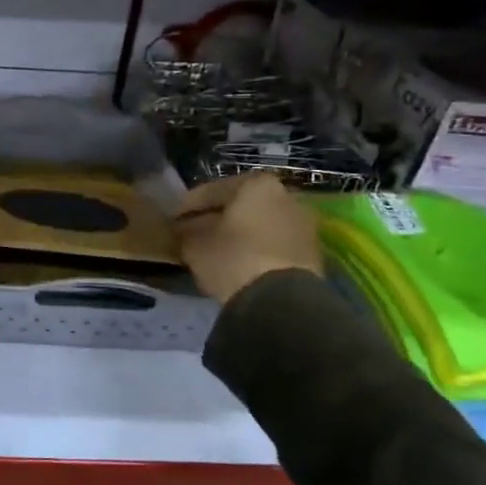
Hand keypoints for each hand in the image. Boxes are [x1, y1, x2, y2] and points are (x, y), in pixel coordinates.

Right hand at [173, 173, 321, 305]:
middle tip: (193, 233)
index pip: (212, 190)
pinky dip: (255, 250)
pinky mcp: (312, 253)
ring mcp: (303, 225)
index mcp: (257, 184)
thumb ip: (187, 230)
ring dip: (238, 235)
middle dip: (217, 218)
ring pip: (259, 225)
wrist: (282, 301)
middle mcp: (286, 196)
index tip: (173, 220)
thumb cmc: (233, 258)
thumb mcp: (195, 243)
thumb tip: (184, 228)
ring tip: (215, 252)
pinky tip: (238, 264)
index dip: (188, 206)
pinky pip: (273, 244)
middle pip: (240, 205)